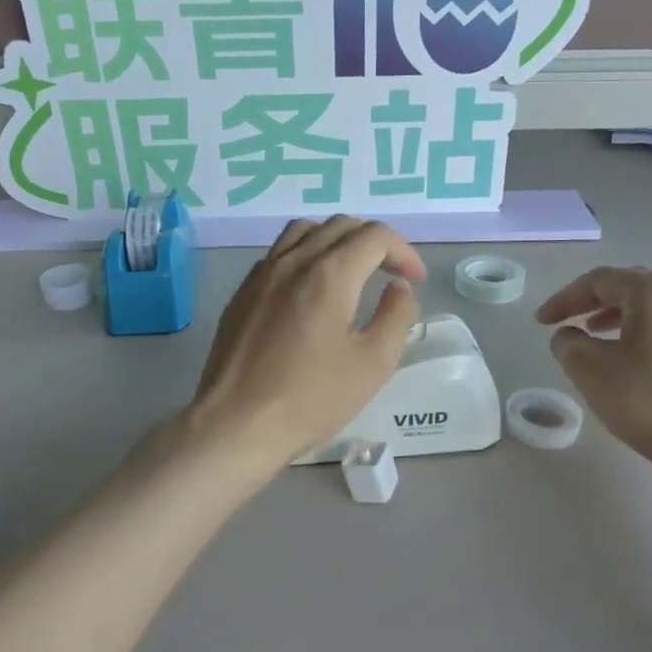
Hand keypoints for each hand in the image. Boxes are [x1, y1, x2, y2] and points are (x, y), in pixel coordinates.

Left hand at [188, 216, 425, 472]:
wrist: (236, 425)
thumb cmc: (311, 399)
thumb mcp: (373, 364)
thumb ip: (396, 316)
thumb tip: (398, 287)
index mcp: (329, 274)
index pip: (375, 236)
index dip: (404, 251)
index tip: (415, 280)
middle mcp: (293, 261)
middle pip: (340, 226)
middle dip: (374, 243)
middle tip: (391, 275)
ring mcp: (261, 274)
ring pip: (305, 232)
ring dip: (337, 241)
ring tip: (351, 273)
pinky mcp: (242, 293)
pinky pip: (279, 254)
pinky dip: (305, 255)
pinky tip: (310, 291)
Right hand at [537, 268, 651, 472]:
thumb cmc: (646, 399)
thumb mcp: (588, 369)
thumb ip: (567, 342)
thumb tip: (570, 336)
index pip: (599, 281)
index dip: (564, 299)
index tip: (541, 322)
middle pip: (630, 288)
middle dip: (593, 304)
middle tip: (568, 322)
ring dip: (619, 319)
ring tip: (596, 339)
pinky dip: (644, 336)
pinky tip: (632, 361)